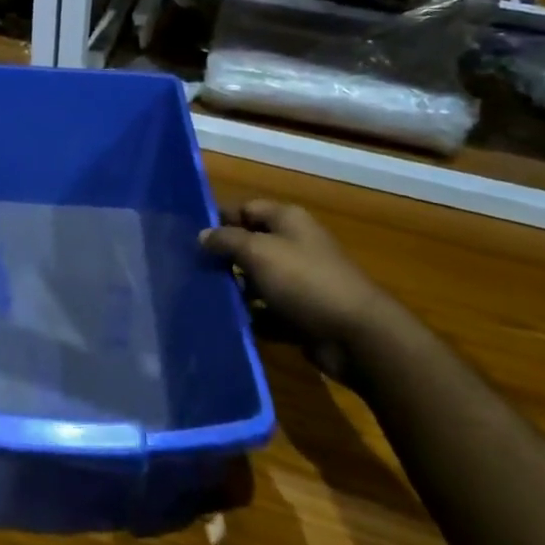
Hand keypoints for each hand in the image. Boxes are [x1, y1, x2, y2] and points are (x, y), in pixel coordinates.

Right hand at [201, 200, 393, 379]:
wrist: (356, 336)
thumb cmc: (304, 281)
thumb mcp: (258, 252)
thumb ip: (226, 240)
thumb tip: (202, 234)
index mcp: (288, 220)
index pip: (246, 209)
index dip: (219, 219)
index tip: (189, 236)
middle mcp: (294, 245)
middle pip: (251, 244)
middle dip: (224, 257)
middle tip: (191, 269)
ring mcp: (300, 281)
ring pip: (257, 280)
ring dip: (236, 289)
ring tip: (203, 297)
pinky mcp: (302, 314)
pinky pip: (268, 311)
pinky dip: (252, 315)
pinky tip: (228, 321)